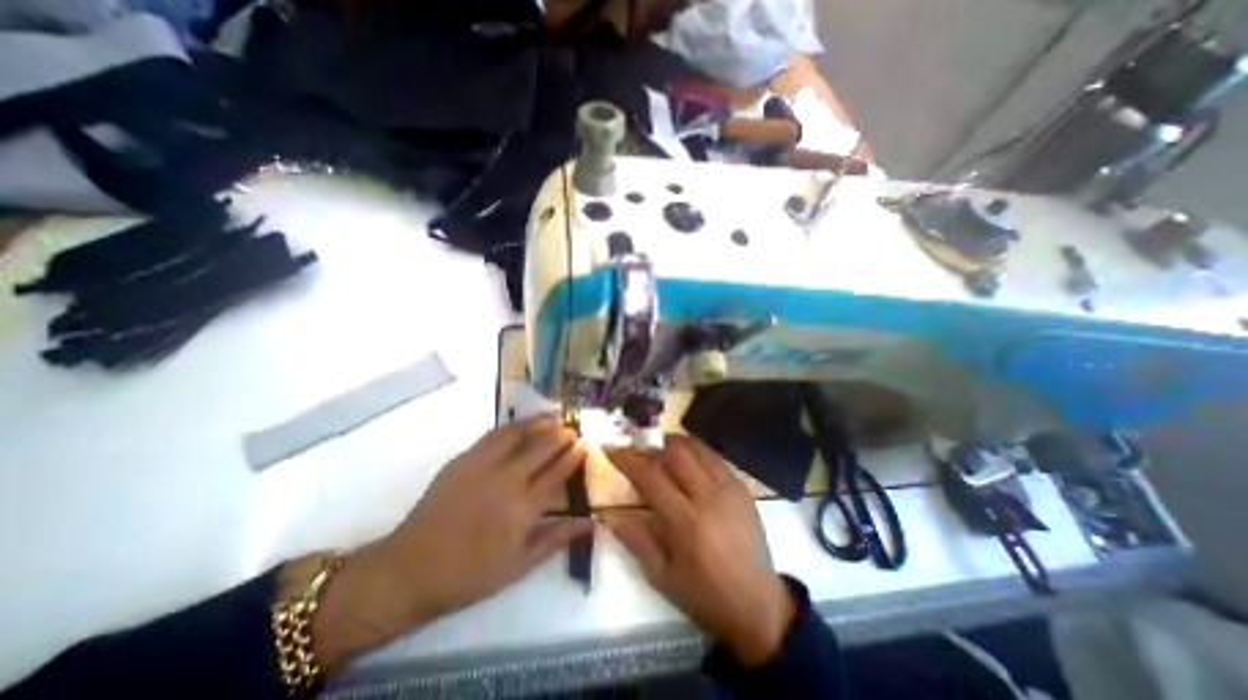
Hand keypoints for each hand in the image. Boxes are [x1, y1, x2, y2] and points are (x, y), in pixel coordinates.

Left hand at [306, 415, 591, 666]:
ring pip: (518, 434)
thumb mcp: (519, 564)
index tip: (586, 442)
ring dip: (539, 422)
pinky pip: (493, 435)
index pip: (557, 472)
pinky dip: (512, 426)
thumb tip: (590, 522)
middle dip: (561, 434)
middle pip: (542, 447)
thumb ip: (556, 538)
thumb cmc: (470, 573)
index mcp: (523, 507)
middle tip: (573, 428)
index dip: (574, 455)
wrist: (410, 568)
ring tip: (553, 416)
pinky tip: (520, 424)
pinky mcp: (463, 459)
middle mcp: (506, 480)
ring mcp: (482, 465)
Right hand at [601, 438, 788, 667]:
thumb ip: (635, 541)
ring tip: (662, 450)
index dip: (628, 459)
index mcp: (685, 523)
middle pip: (676, 453)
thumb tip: (609, 516)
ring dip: (675, 443)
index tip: (611, 447)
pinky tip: (688, 463)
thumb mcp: (662, 577)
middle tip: (639, 450)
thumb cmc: (704, 595)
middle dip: (652, 445)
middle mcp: (709, 498)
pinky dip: (696, 453)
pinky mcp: (743, 489)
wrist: (757, 605)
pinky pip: (715, 458)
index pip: (651, 478)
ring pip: (698, 448)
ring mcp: (730, 490)